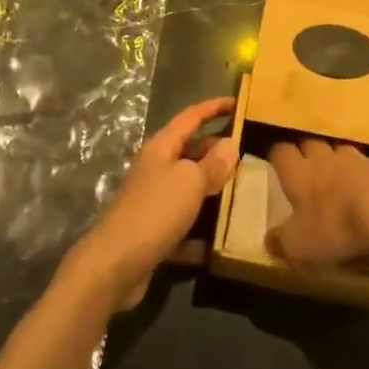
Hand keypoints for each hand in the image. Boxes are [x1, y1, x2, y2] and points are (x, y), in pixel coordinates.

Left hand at [65, 98, 237, 311]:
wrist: (115, 265)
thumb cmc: (155, 211)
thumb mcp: (189, 181)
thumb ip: (212, 163)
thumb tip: (230, 143)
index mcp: (162, 147)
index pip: (192, 117)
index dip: (214, 107)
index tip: (239, 102)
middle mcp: (157, 169)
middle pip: (192, 151)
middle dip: (219, 151)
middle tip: (252, 153)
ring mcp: (155, 201)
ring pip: (191, 188)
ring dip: (214, 190)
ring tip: (246, 192)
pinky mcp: (156, 232)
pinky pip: (186, 224)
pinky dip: (203, 230)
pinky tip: (224, 238)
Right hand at [265, 139, 368, 265]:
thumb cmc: (335, 223)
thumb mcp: (300, 244)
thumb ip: (283, 242)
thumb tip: (269, 241)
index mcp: (299, 173)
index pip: (281, 153)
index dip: (279, 160)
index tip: (278, 170)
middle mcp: (324, 158)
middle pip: (311, 146)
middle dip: (309, 157)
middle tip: (309, 176)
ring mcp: (357, 159)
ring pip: (341, 153)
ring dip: (339, 164)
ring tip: (342, 184)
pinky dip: (367, 178)